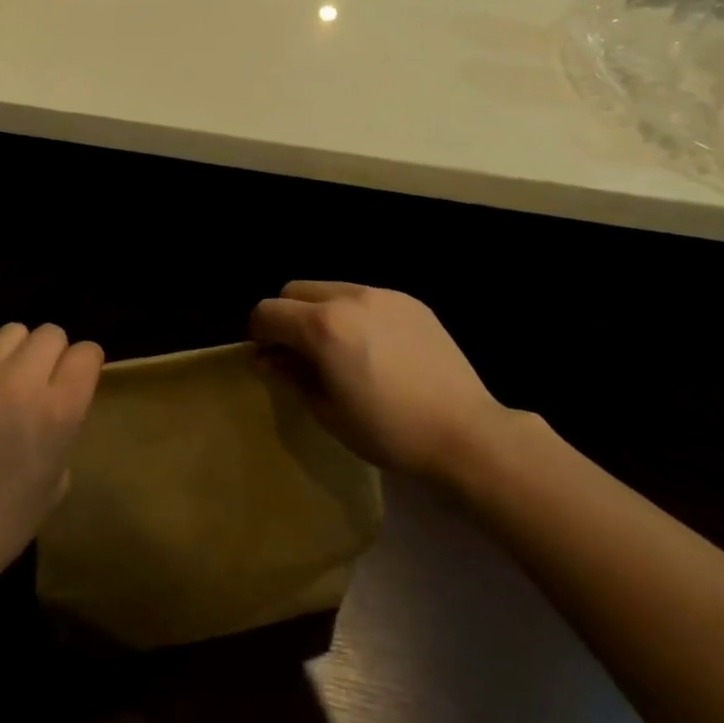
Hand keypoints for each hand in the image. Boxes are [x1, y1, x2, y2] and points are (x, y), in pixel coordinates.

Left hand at [0, 323, 102, 595]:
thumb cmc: (1, 525)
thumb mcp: (55, 483)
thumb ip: (63, 428)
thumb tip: (55, 400)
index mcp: (57, 412)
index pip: (87, 353)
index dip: (86, 366)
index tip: (78, 382)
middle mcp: (21, 381)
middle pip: (52, 333)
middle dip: (54, 356)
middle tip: (42, 385)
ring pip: (14, 331)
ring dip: (19, 353)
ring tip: (7, 383)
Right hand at [249, 281, 506, 476]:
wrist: (465, 432)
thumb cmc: (389, 431)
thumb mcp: (328, 412)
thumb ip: (291, 376)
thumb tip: (266, 359)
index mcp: (322, 325)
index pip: (268, 311)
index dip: (258, 333)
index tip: (266, 357)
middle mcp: (347, 297)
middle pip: (295, 290)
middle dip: (286, 316)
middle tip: (298, 352)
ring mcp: (382, 295)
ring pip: (330, 289)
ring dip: (320, 312)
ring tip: (339, 350)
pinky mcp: (409, 301)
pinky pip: (366, 297)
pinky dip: (355, 314)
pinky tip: (375, 348)